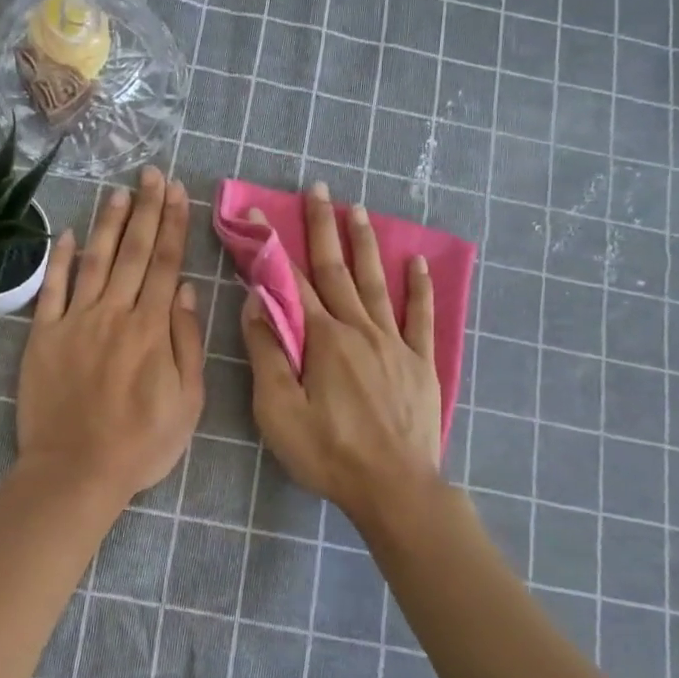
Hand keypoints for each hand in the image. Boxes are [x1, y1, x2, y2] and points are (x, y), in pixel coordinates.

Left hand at [17, 166, 203, 501]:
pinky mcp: (43, 336)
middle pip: (134, 252)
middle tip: (152, 174)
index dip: (173, 225)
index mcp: (152, 329)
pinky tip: (70, 234)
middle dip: (146, 210)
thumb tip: (187, 292)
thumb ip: (187, 343)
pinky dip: (60, 260)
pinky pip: (51, 289)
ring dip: (109, 223)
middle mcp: (114, 314)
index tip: (178, 192)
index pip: (166, 264)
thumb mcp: (187, 402)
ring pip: (96, 261)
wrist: (76, 470)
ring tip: (119, 191)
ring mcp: (75, 321)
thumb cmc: (141, 444)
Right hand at [241, 183, 442, 523]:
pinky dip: (420, 287)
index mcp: (323, 339)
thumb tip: (257, 302)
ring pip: (377, 282)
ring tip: (357, 210)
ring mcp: (395, 343)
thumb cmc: (328, 452)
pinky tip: (417, 261)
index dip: (273, 246)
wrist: (395, 488)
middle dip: (323, 228)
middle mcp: (360, 329)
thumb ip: (267, 353)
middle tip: (318, 189)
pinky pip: (421, 316)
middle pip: (337, 270)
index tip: (259, 214)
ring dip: (365, 244)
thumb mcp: (278, 410)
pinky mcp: (420, 363)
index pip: (292, 282)